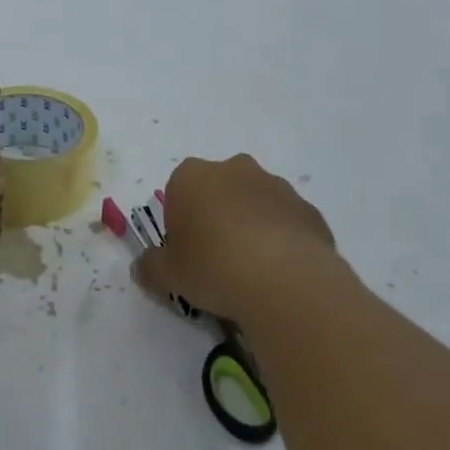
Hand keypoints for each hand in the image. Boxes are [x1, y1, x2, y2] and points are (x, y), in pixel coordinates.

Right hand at [135, 155, 341, 323]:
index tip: (188, 253)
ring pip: (255, 203)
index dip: (181, 223)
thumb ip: (150, 267)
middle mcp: (233, 169)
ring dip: (252, 227)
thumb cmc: (213, 267)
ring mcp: (275, 185)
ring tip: (254, 272)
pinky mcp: (307, 208)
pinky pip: (287, 223)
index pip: (178, 191)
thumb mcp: (168, 275)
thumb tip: (141, 267)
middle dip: (218, 217)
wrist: (284, 280)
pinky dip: (283, 241)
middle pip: (219, 190)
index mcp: (191, 176)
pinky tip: (282, 275)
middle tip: (218, 260)